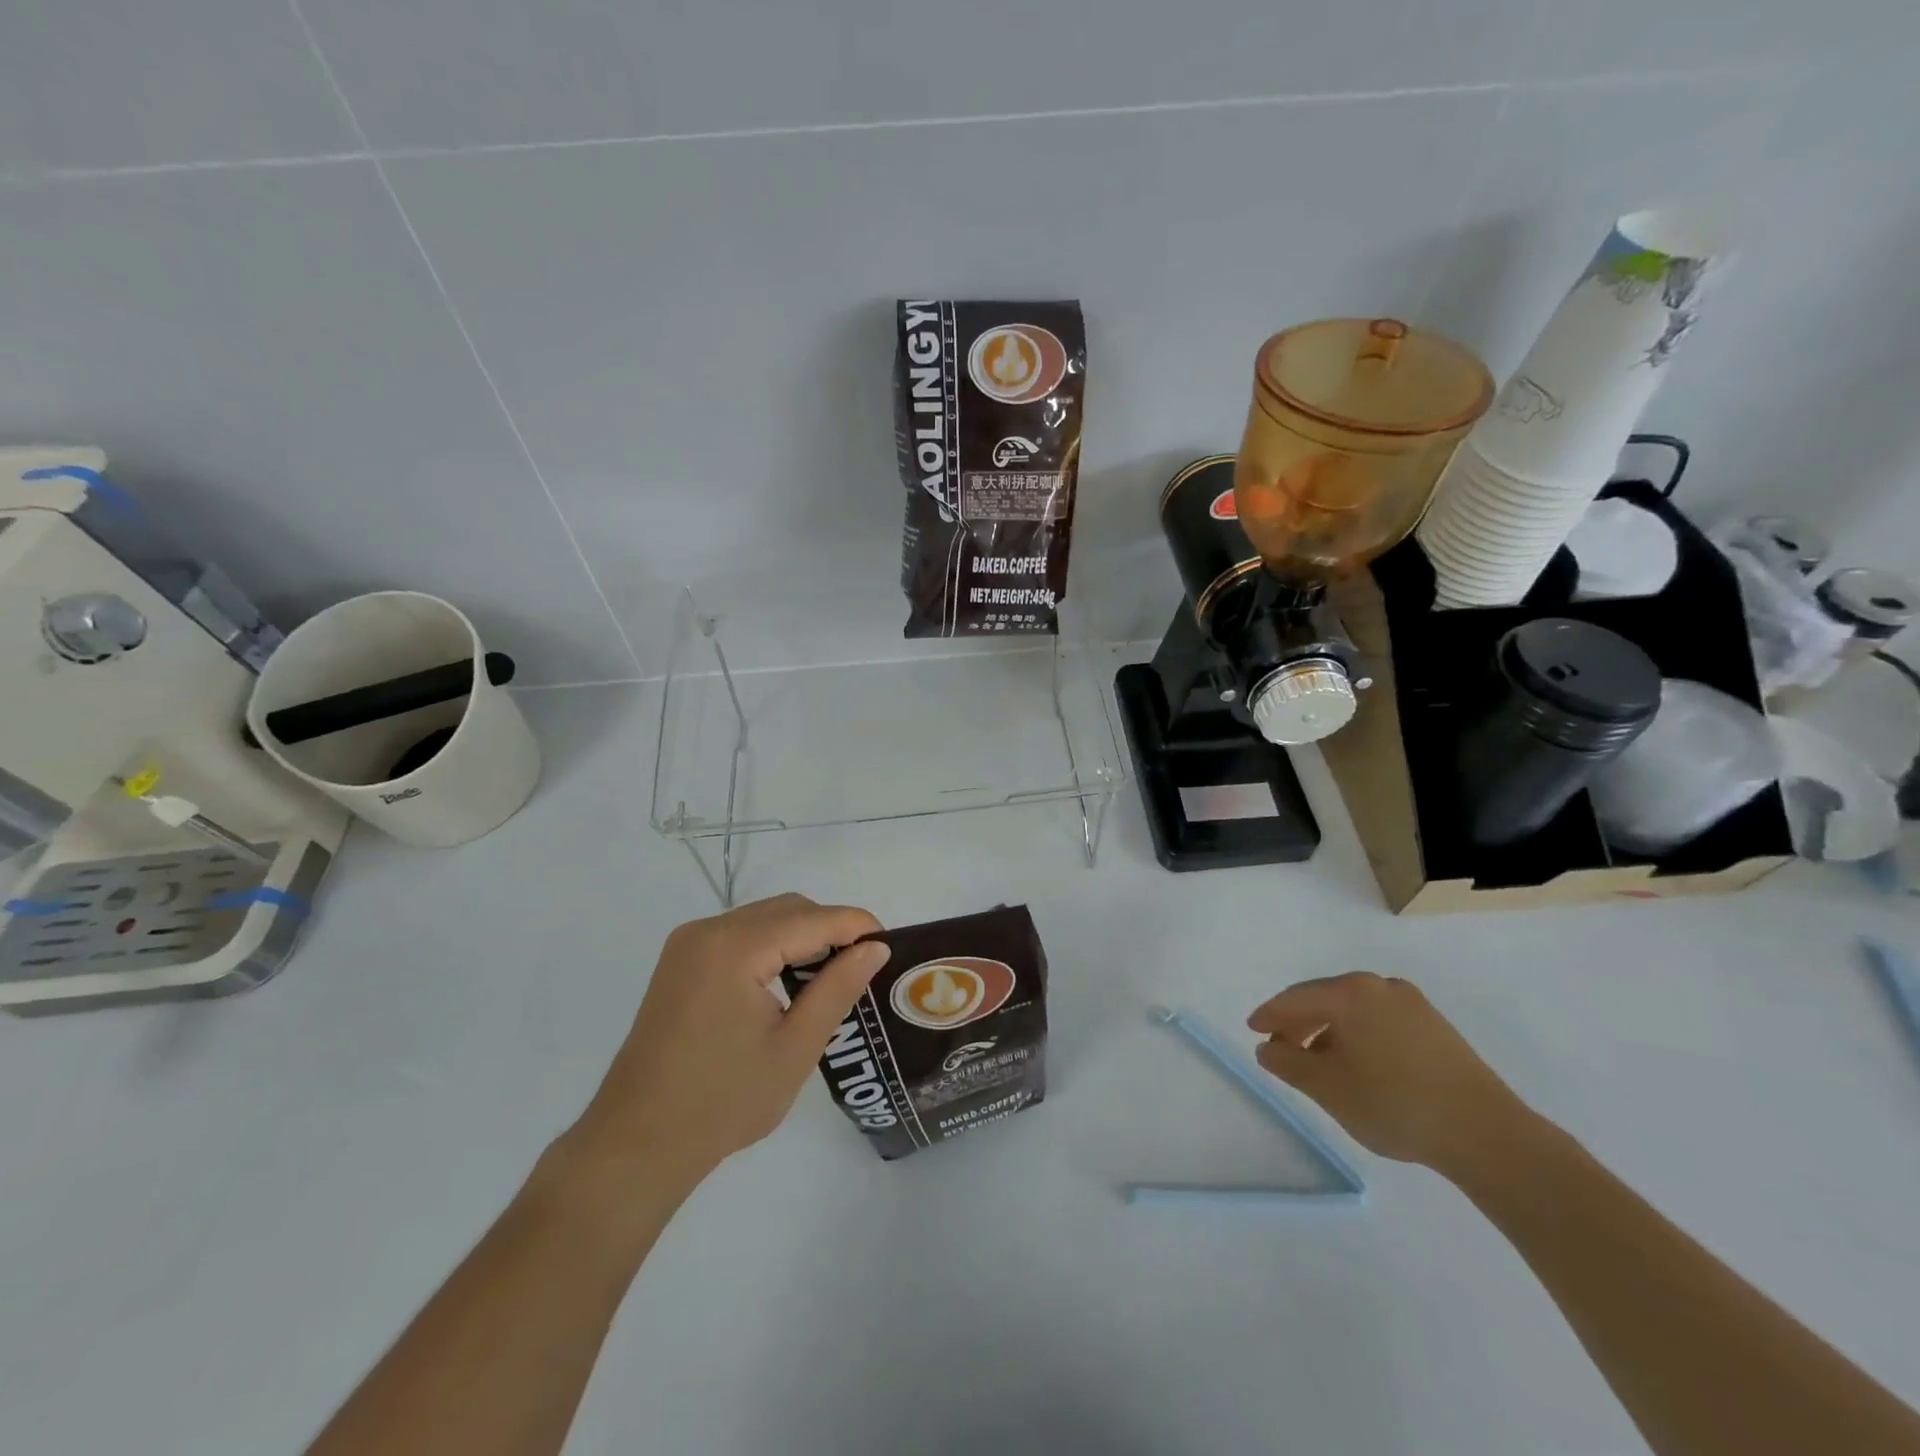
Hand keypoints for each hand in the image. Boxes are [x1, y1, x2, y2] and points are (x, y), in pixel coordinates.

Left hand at [569, 894, 888, 1189]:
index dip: (856, 925)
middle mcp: (708, 930)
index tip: (890, 944)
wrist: (636, 1144)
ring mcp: (688, 944)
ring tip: (832, 976)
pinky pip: (740, 935)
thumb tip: (875, 948)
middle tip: (862, 967)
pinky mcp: (680, 961)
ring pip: (764, 918)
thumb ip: (838, 988)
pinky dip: (772, 946)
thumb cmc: (722, 1102)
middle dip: (830, 929)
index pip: (812, 918)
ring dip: (802, 935)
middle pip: (788, 909)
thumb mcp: (795, 1048)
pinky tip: (788, 980)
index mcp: (735, 948)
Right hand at [1247, 972, 1531, 1176]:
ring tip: (1318, 1061)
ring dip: (1328, 1030)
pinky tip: (1358, 1063)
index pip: (1295, 998)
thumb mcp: (1328, 1088)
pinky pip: (1379, 1020)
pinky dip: (1358, 1034)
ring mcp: (1411, 1003)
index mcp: (1350, 993)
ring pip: (1353, 1009)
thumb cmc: (1395, 1105)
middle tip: (1281, 1049)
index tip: (1253, 1031)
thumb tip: (1268, 1049)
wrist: (1487, 1134)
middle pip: (1324, 998)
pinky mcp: (1434, 1025)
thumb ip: (1288, 1064)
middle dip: (1298, 1022)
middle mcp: (1379, 986)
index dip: (1269, 1016)